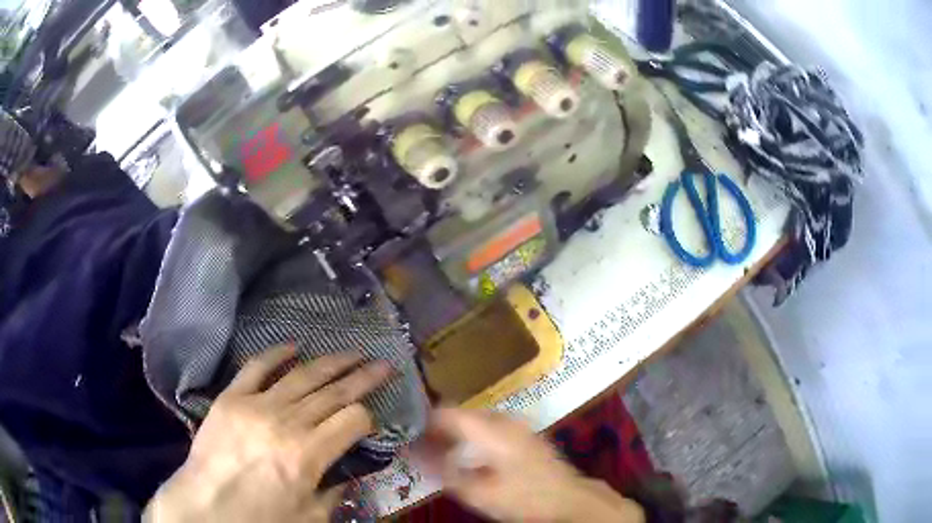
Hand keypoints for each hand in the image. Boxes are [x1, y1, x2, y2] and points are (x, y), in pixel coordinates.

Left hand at [144, 345, 392, 522]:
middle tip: (384, 363)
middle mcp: (286, 422)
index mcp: (308, 455)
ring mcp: (256, 404)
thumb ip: (335, 490)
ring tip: (352, 352)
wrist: (205, 508)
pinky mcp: (231, 396)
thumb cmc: (260, 519)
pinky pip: (257, 367)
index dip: (368, 418)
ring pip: (302, 375)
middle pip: (334, 392)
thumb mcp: (309, 517)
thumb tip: (350, 469)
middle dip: (363, 377)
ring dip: (331, 362)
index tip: (370, 423)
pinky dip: (277, 354)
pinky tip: (295, 346)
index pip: (352, 420)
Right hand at [415, 408, 644, 522]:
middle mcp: (503, 419)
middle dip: (439, 428)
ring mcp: (517, 425)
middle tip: (422, 447)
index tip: (408, 434)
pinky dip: (474, 436)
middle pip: (461, 413)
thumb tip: (413, 452)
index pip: (445, 410)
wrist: (568, 499)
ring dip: (456, 432)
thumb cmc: (522, 496)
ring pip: (476, 419)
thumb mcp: (477, 491)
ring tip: (442, 452)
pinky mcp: (525, 434)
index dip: (423, 420)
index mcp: (489, 428)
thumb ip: (442, 470)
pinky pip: (491, 426)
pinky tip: (471, 456)